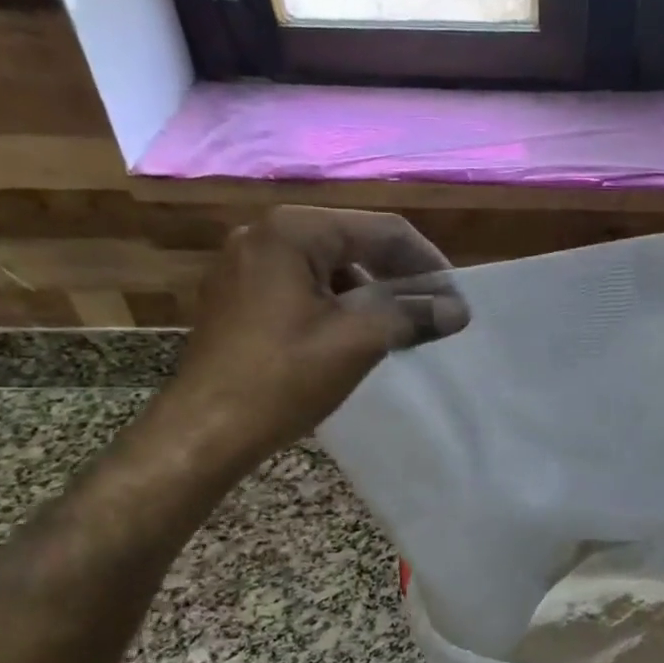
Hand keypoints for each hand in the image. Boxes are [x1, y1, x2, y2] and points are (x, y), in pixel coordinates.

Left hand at [166, 206, 468, 457]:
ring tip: (401, 326)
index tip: (455, 296)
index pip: (381, 230)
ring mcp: (244, 264)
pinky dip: (337, 303)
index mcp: (292, 231)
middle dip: (399, 276)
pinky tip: (357, 334)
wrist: (205, 432)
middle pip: (353, 242)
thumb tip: (459, 310)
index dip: (427, 262)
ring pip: (328, 266)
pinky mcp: (237, 295)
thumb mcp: (358, 341)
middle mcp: (263, 234)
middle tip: (434, 310)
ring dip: (370, 292)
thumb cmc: (283, 379)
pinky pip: (302, 285)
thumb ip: (413, 315)